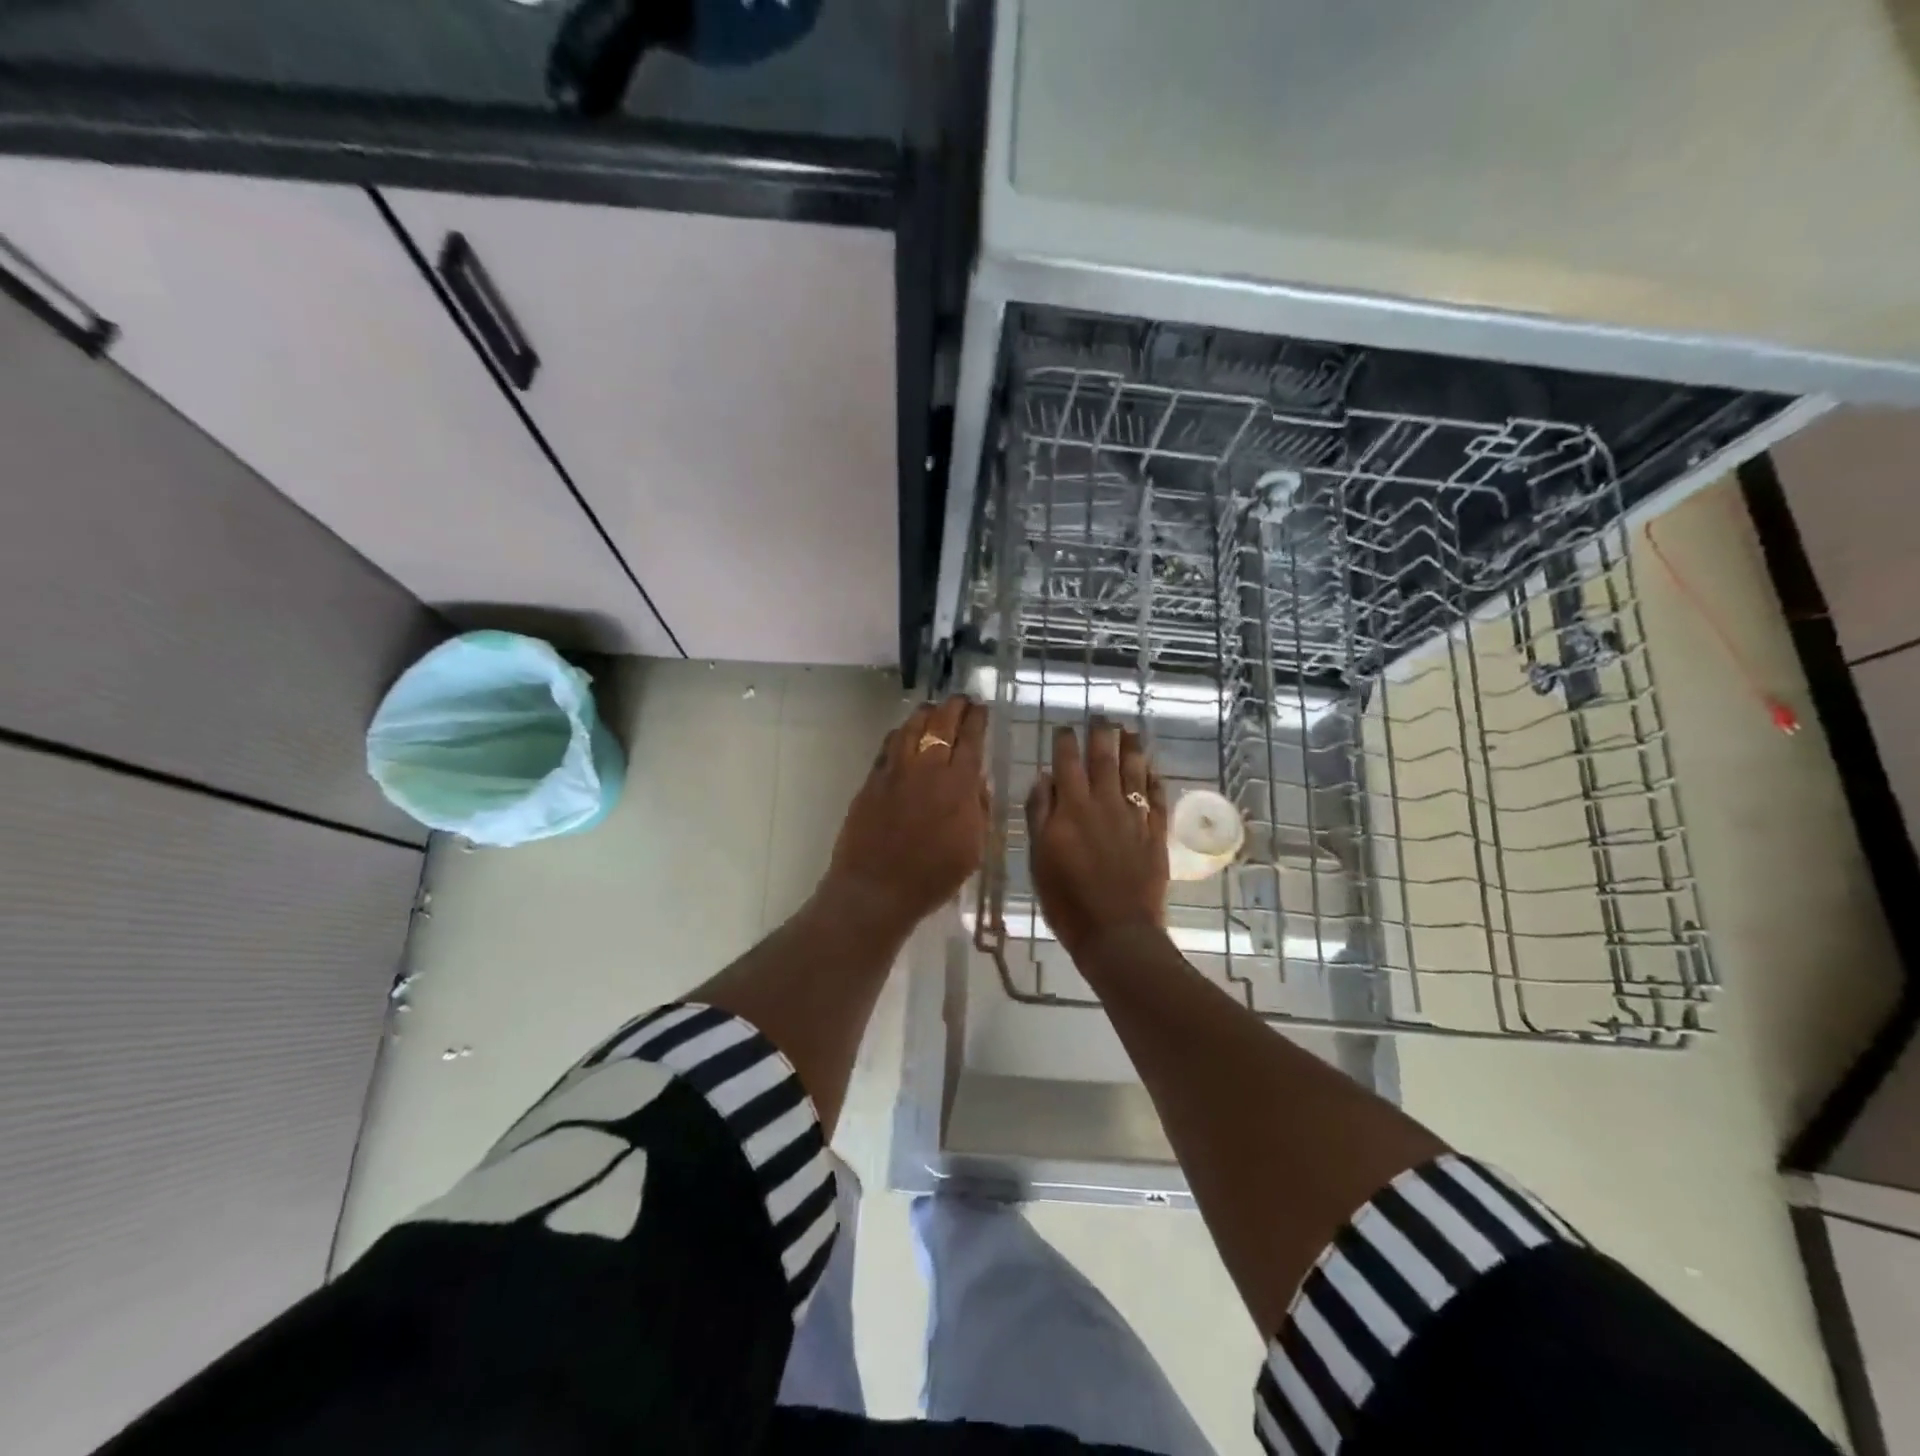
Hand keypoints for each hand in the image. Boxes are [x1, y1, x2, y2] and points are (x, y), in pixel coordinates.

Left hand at [823, 695, 988, 933]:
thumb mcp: (973, 848)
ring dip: (925, 713)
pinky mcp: (872, 780)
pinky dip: (900, 733)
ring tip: (933, 709)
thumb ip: (979, 809)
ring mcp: (895, 771)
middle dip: (954, 707)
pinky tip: (903, 733)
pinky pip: (888, 745)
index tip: (981, 708)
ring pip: (911, 727)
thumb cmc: (932, 877)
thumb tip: (977, 782)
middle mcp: (927, 769)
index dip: (977, 719)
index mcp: (958, 786)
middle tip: (961, 700)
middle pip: (941, 723)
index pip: (971, 739)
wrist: (876, 889)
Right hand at [1026, 722, 1168, 959]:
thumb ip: (1040, 814)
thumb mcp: (1039, 857)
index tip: (1065, 727)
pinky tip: (1152, 769)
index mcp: (1072, 808)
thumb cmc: (1067, 900)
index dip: (1066, 742)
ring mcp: (1133, 817)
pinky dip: (1153, 780)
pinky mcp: (1155, 833)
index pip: (1067, 762)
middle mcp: (1104, 804)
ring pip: (1134, 771)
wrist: (1116, 931)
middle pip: (1104, 758)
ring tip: (1129, 731)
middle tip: (1102, 716)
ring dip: (1131, 747)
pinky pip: (1156, 797)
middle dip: (1102, 734)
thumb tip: (1045, 778)